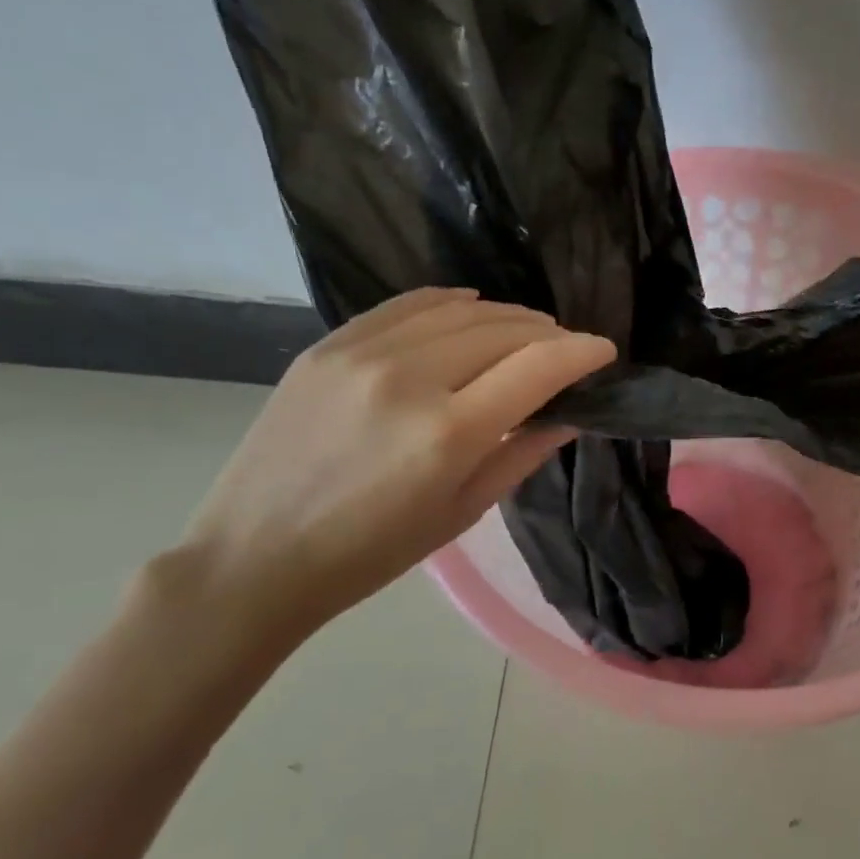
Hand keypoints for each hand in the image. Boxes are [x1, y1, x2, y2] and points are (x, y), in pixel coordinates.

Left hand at [173, 288, 614, 649]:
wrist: (255, 556)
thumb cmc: (373, 553)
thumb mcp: (463, 513)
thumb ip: (523, 454)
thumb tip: (571, 414)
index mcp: (449, 433)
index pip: (537, 366)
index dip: (582, 352)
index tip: (604, 351)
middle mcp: (409, 379)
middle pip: (503, 330)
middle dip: (549, 333)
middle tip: (568, 348)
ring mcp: (362, 354)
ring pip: (459, 309)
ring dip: (506, 315)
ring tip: (527, 330)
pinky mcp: (328, 346)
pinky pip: (407, 305)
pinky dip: (451, 302)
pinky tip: (471, 307)